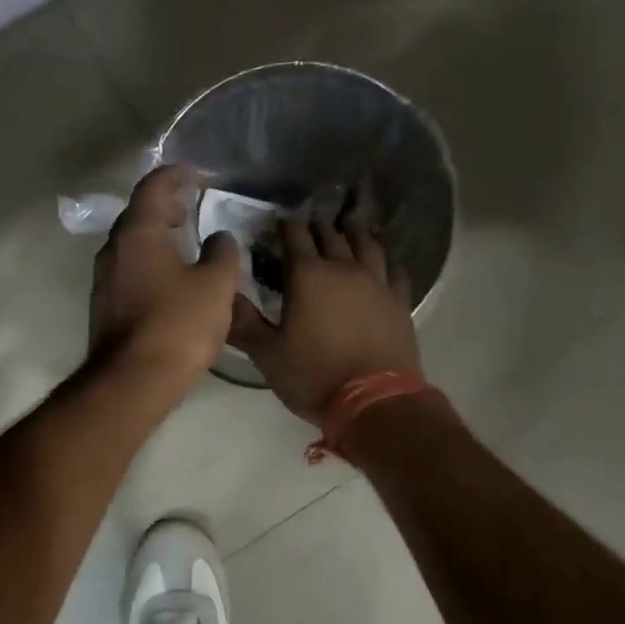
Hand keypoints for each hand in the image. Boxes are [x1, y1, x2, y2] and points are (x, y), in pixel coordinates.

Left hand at [89, 166, 241, 385]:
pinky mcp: (105, 305)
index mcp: (138, 233)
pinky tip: (172, 277)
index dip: (175, 175)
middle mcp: (114, 249)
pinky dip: (150, 260)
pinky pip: (129, 268)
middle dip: (165, 204)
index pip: (153, 187)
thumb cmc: (177, 326)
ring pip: (132, 243)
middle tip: (192, 205)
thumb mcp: (215, 286)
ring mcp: (104, 279)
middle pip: (138, 213)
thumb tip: (219, 237)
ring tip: (185, 239)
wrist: (132, 382)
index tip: (195, 174)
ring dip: (157, 234)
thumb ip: (222, 253)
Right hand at [230, 218, 419, 420]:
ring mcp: (377, 282)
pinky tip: (386, 264)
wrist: (375, 401)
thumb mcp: (267, 354)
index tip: (277, 222)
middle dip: (317, 227)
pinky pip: (395, 271)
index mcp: (308, 276)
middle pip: (330, 235)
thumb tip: (225, 296)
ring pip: (366, 245)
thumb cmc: (314, 375)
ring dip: (354, 233)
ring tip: (349, 227)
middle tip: (309, 224)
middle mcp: (343, 269)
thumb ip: (244, 323)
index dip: (284, 225)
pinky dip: (387, 262)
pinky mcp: (400, 301)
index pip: (294, 236)